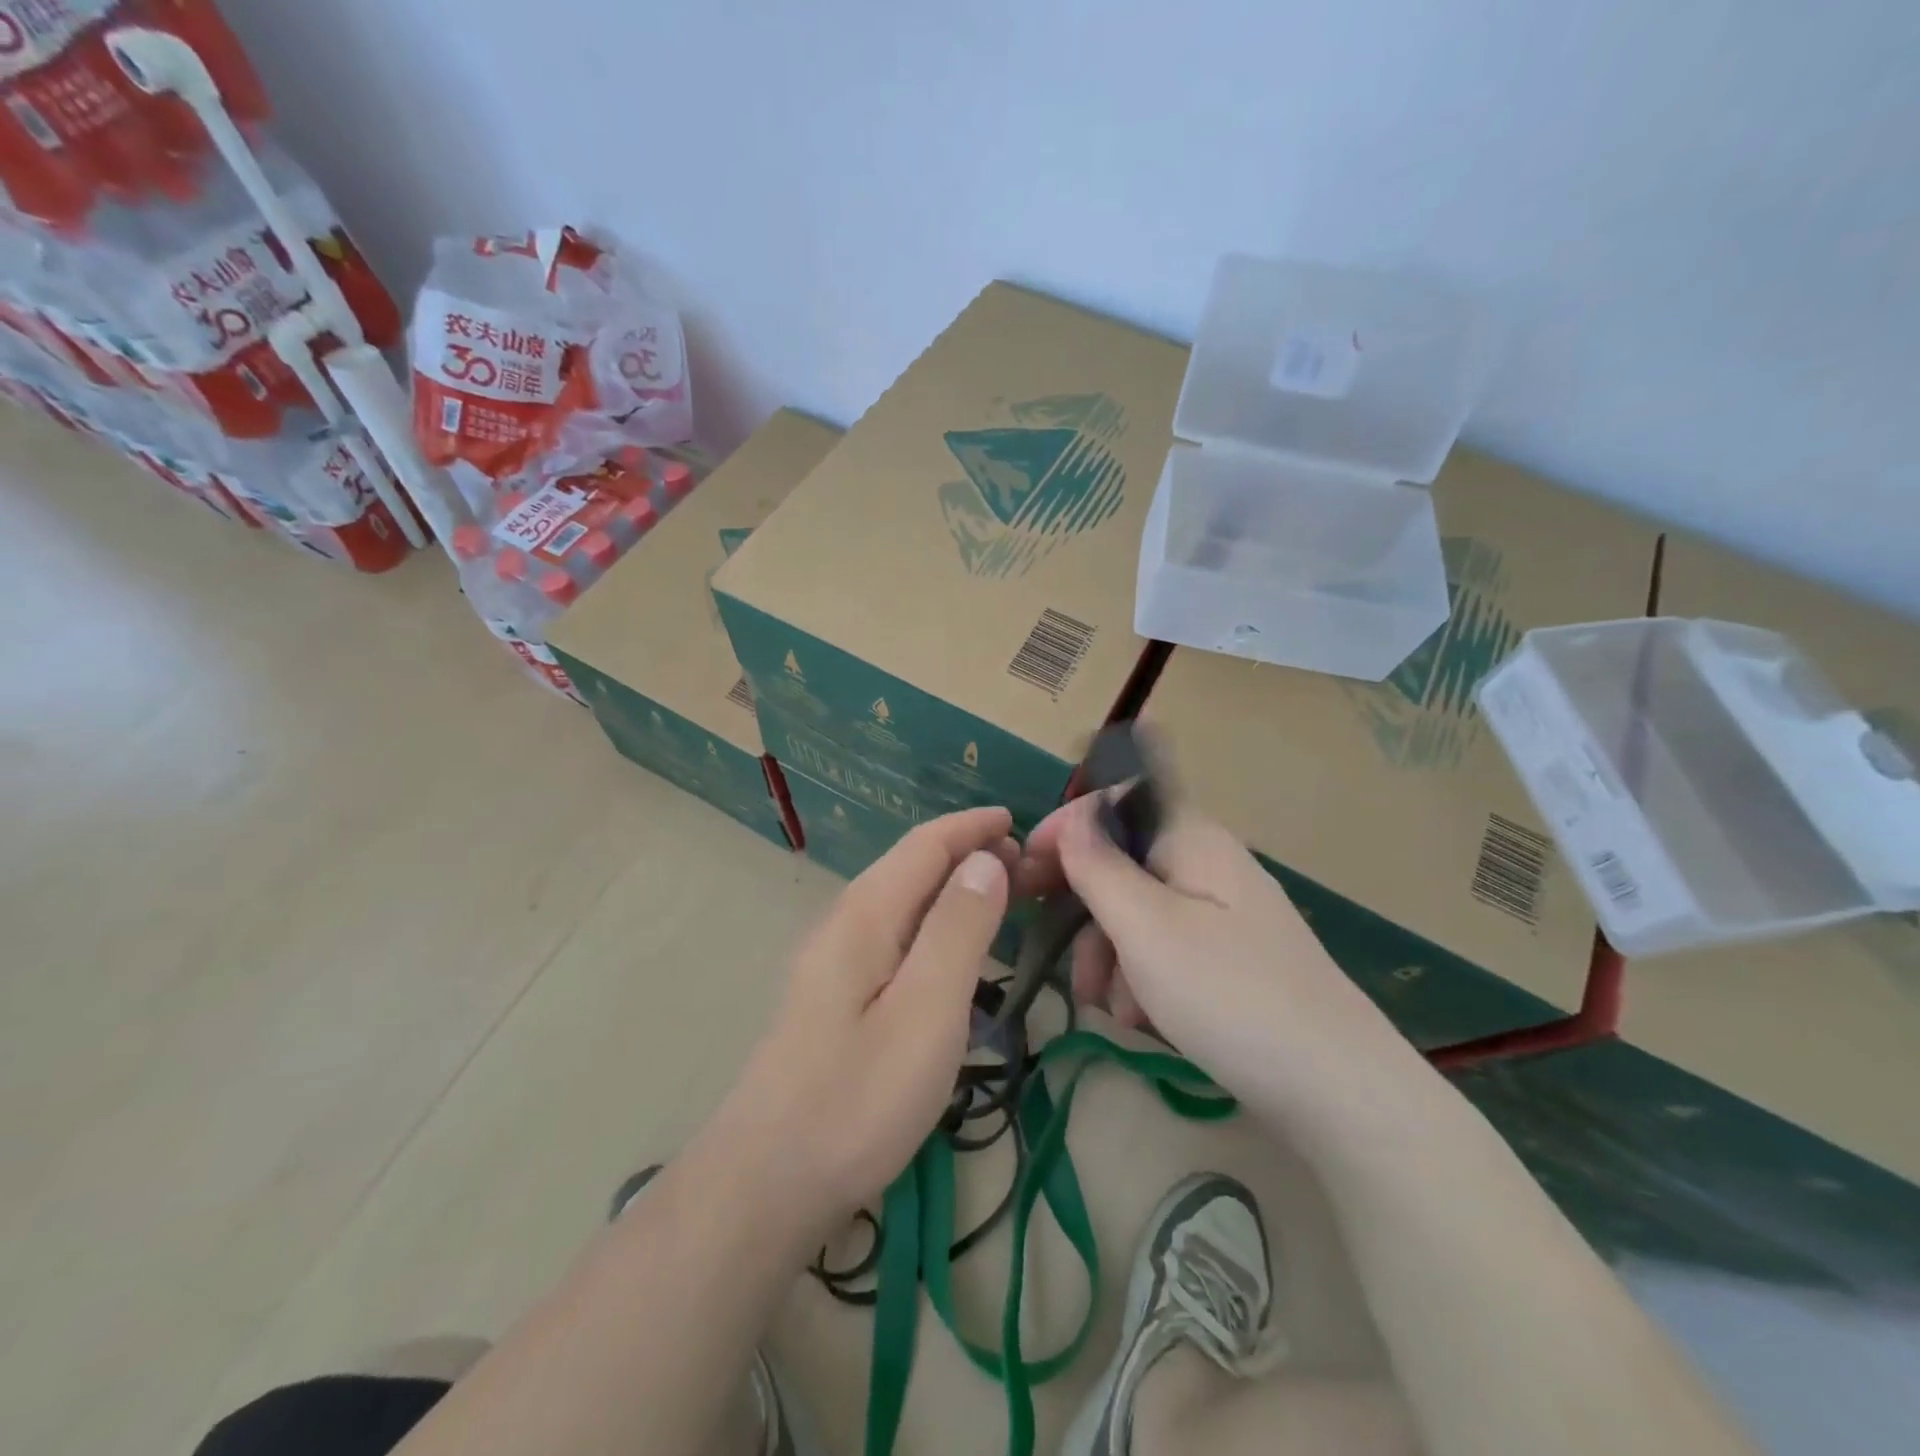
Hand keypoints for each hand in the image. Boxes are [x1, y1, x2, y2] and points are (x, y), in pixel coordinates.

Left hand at [705, 808, 1016, 1235]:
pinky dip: (934, 924)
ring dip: (951, 888)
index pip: (924, 845)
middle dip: (966, 853)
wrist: (765, 1182)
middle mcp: (844, 925)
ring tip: (1000, 897)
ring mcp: (833, 962)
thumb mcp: (926, 1011)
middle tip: (1026, 865)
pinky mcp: (833, 997)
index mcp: (865, 915)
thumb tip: (985, 859)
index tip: (1018, 820)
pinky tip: (951, 950)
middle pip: (910, 867)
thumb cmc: (857, 1097)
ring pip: (901, 901)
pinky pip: (894, 935)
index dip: (971, 826)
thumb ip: (958, 929)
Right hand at [1022, 794, 1414, 1115]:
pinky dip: (1141, 977)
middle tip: (1056, 952)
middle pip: (1123, 862)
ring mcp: (1221, 914)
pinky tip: (1141, 1020)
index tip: (1026, 868)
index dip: (1068, 826)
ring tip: (1110, 1006)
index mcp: (1191, 838)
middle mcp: (1207, 865)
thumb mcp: (1146, 927)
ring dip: (1109, 953)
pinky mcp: (1228, 959)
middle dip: (1085, 908)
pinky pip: (1165, 949)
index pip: (1117, 800)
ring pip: (1138, 913)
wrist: (1337, 1090)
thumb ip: (1099, 865)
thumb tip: (1074, 815)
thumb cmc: (1229, 995)